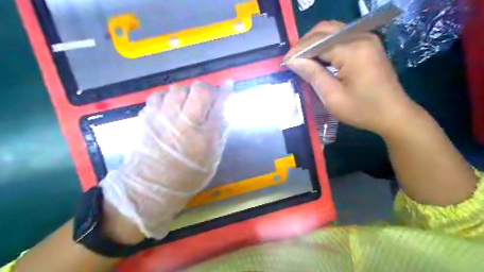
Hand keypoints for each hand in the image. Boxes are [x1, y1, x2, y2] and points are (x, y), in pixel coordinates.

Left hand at [99, 80, 231, 237]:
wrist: (151, 187)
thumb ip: (220, 133)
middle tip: (205, 99)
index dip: (226, 92)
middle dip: (206, 89)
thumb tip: (225, 110)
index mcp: (205, 137)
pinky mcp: (146, 117)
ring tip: (186, 105)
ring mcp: (163, 118)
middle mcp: (185, 123)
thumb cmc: (188, 175)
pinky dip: (168, 98)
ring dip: (186, 94)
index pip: (220, 105)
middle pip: (199, 90)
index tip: (228, 85)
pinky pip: (159, 95)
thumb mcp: (213, 158)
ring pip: (178, 88)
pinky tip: (170, 108)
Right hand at [284, 21, 421, 136]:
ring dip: (314, 42)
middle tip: (292, 60)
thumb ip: (312, 74)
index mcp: (353, 50)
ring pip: (332, 30)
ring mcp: (366, 38)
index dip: (297, 50)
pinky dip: (325, 45)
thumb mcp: (332, 97)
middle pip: (324, 29)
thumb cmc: (362, 110)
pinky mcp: (368, 44)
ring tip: (302, 59)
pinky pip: (341, 37)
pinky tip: (318, 58)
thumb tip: (293, 61)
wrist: (393, 114)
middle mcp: (360, 37)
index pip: (317, 42)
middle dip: (304, 43)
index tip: (284, 63)